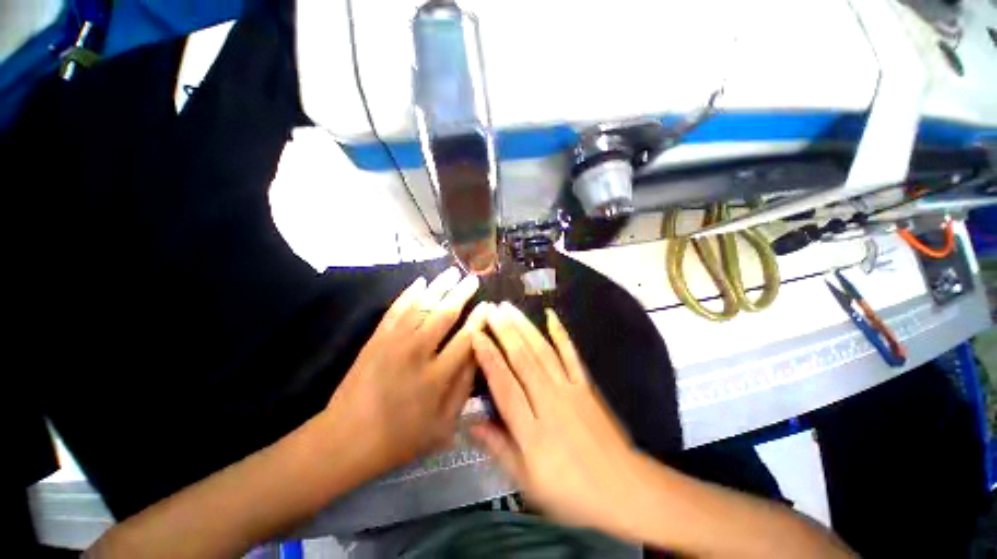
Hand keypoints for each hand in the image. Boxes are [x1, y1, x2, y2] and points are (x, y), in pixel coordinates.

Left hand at [323, 267, 487, 477]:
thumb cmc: (399, 438)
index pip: (466, 339)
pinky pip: (396, 310)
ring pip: (421, 305)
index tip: (488, 305)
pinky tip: (419, 282)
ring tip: (452, 271)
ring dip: (439, 286)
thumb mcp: (442, 426)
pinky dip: (408, 294)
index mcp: (436, 377)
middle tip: (472, 278)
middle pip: (445, 314)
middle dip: (462, 293)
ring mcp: (393, 342)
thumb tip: (477, 357)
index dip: (479, 320)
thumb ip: (462, 390)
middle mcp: (417, 353)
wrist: (345, 440)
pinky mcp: (376, 339)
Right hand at [471, 302, 644, 534]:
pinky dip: (560, 333)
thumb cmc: (571, 491)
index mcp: (531, 428)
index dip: (488, 358)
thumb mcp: (528, 482)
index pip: (504, 385)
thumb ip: (499, 448)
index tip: (476, 335)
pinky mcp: (585, 384)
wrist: (623, 489)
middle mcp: (549, 401)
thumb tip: (470, 424)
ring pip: (542, 351)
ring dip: (524, 327)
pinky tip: (551, 315)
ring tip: (510, 308)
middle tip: (490, 310)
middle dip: (504, 331)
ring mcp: (570, 388)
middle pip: (522, 359)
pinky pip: (571, 354)